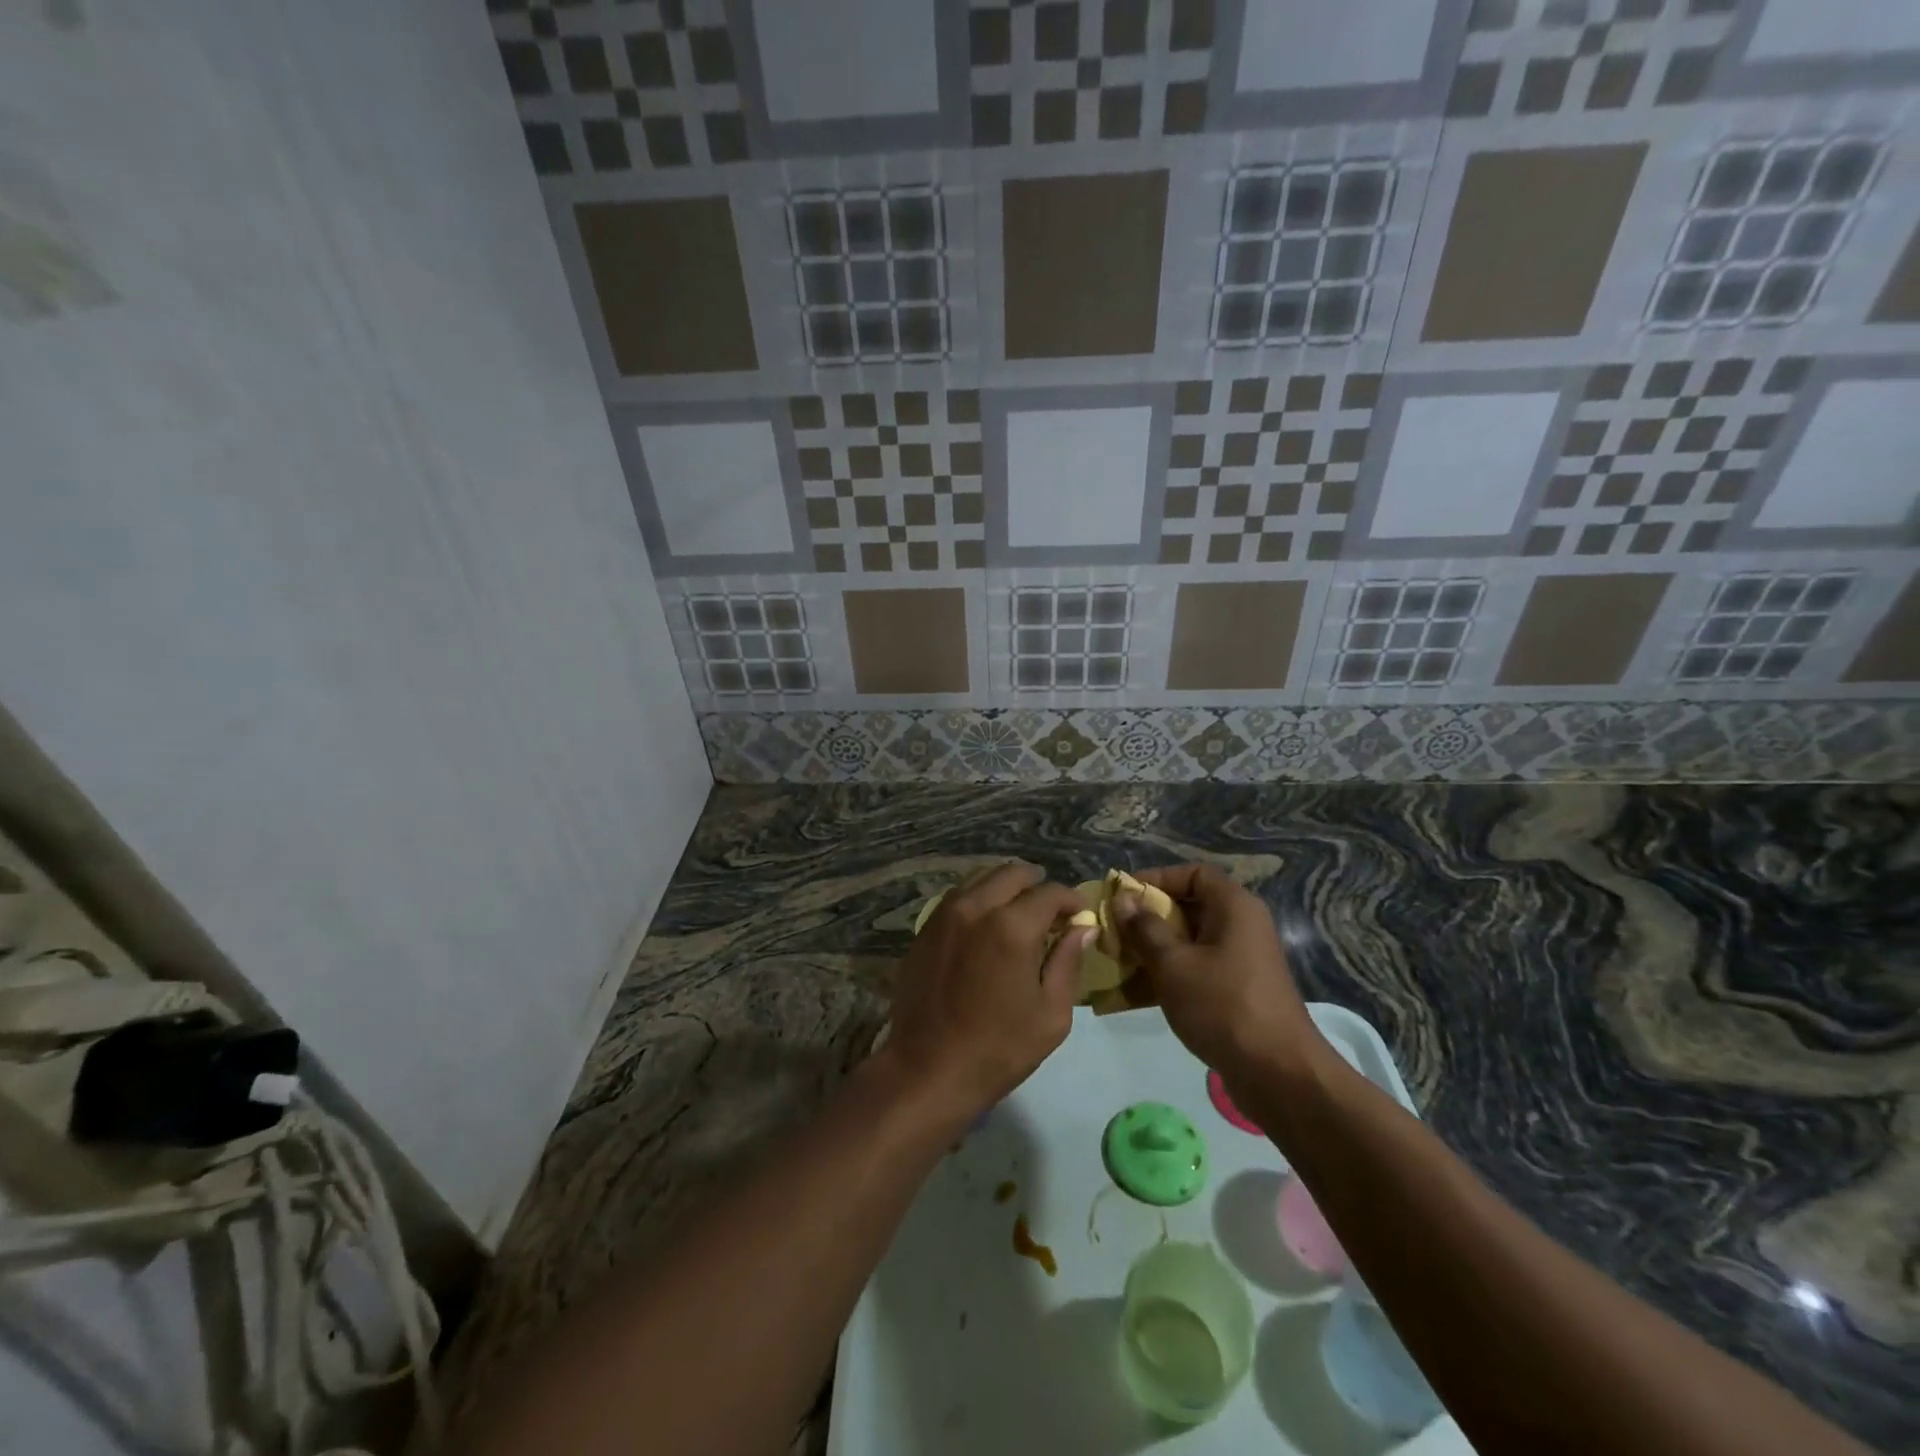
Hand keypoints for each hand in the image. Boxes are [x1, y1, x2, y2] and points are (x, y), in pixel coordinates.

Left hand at [883, 863, 1089, 1121]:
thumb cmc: (999, 1049)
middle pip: (1013, 873)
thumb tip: (1084, 927)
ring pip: (981, 878)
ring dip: (1006, 887)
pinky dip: (979, 899)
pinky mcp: (925, 928)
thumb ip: (1069, 962)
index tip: (1080, 915)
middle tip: (1051, 911)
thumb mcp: (1051, 1014)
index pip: (1050, 893)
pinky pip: (958, 896)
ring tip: (1019, 913)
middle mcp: (976, 908)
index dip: (1071, 900)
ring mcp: (945, 914)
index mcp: (1012, 927)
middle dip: (1038, 884)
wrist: (928, 1070)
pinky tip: (987, 924)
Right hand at [1114, 864, 1322, 1080]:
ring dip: (1154, 948)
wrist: (1279, 1074)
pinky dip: (1170, 973)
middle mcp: (1241, 926)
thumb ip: (1144, 928)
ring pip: (1190, 941)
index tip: (1123, 895)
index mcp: (1234, 907)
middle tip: (1114, 930)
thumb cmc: (1223, 1005)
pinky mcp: (1238, 989)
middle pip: (1189, 906)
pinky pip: (1198, 968)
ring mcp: (1242, 959)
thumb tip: (1123, 899)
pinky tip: (1136, 992)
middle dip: (1148, 918)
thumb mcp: (1173, 964)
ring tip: (1118, 961)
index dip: (1156, 879)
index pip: (1193, 874)